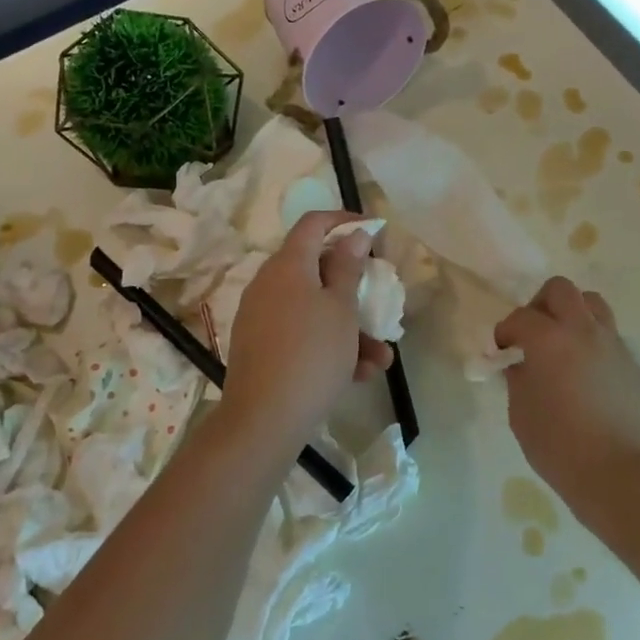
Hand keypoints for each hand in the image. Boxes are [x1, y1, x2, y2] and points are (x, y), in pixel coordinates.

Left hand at [220, 211, 393, 454]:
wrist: (263, 419)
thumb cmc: (312, 354)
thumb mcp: (341, 309)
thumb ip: (349, 267)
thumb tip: (354, 235)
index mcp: (288, 264)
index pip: (313, 223)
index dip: (344, 221)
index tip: (372, 231)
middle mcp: (269, 283)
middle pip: (315, 269)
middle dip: (353, 287)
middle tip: (378, 300)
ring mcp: (261, 315)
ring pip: (313, 308)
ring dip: (349, 327)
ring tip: (380, 358)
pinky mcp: (260, 345)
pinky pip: (300, 333)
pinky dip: (328, 345)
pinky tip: (357, 374)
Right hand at [495, 278, 639, 511]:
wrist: (622, 474)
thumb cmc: (560, 446)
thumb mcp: (521, 413)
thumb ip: (518, 378)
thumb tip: (520, 363)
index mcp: (549, 340)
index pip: (520, 317)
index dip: (505, 331)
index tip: (501, 351)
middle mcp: (583, 331)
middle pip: (560, 290)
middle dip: (540, 305)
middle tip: (533, 334)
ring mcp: (613, 344)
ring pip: (591, 304)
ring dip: (571, 314)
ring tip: (562, 345)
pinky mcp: (632, 362)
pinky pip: (608, 334)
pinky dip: (591, 340)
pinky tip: (584, 373)